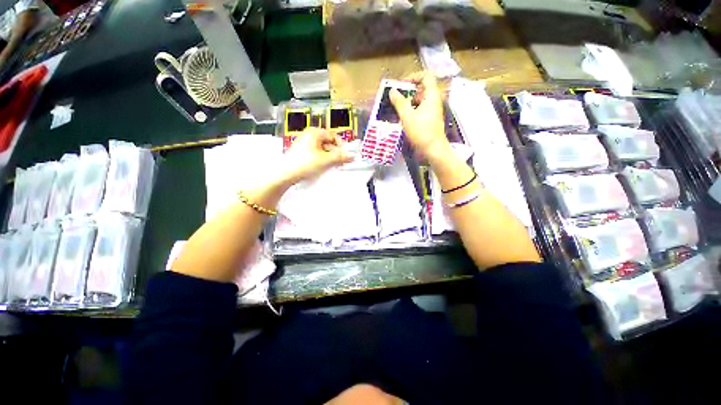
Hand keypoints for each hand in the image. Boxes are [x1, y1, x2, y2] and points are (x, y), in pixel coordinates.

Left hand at [279, 128, 353, 184]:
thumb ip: (341, 157)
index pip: (333, 136)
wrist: (285, 175)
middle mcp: (308, 136)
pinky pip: (316, 154)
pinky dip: (321, 160)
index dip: (341, 145)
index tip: (345, 155)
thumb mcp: (326, 160)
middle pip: (328, 143)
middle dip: (335, 153)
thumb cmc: (305, 164)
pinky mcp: (301, 153)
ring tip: (331, 167)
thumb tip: (352, 156)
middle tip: (340, 163)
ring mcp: (304, 144)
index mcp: (314, 133)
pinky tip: (322, 168)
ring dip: (329, 158)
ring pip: (322, 150)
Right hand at [389, 72, 449, 159]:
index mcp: (431, 95)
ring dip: (409, 102)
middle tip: (396, 98)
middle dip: (408, 92)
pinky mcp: (431, 119)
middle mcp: (434, 100)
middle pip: (422, 88)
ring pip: (420, 100)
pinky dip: (412, 111)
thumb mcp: (407, 116)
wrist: (433, 149)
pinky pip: (421, 109)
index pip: (425, 76)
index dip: (413, 77)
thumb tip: (392, 91)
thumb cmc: (421, 131)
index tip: (402, 85)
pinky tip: (404, 119)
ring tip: (398, 109)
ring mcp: (433, 110)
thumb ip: (399, 102)